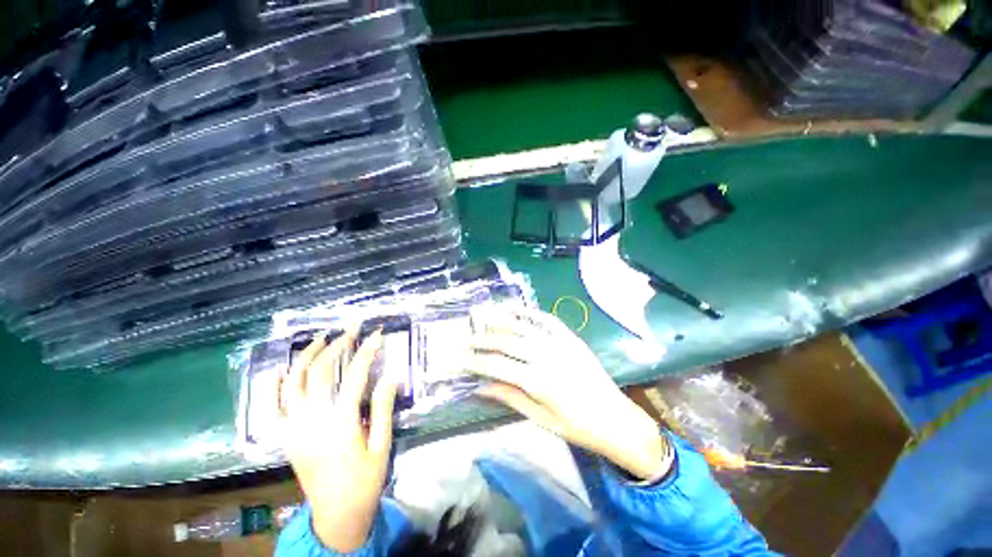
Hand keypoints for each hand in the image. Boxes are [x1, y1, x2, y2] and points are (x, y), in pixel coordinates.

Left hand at [277, 328, 395, 551]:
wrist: (335, 514)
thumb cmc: (364, 479)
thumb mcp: (382, 445)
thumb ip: (383, 409)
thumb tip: (390, 377)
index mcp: (342, 423)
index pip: (355, 376)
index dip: (366, 352)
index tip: (376, 335)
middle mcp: (313, 420)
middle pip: (321, 372)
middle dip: (337, 345)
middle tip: (351, 329)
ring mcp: (294, 428)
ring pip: (294, 383)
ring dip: (306, 356)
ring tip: (321, 338)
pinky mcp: (285, 437)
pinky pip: (271, 407)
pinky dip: (273, 386)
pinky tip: (281, 369)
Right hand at [468, 306, 669, 480]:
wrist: (615, 418)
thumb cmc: (577, 427)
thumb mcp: (541, 420)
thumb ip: (510, 398)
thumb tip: (481, 387)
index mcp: (538, 382)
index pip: (497, 366)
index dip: (476, 362)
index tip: (459, 359)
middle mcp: (546, 357)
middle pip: (507, 342)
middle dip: (483, 340)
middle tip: (466, 338)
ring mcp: (560, 344)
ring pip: (524, 326)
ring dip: (502, 320)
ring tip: (484, 316)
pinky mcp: (571, 338)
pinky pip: (547, 319)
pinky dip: (530, 312)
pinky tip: (516, 310)